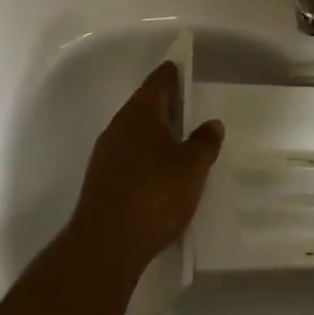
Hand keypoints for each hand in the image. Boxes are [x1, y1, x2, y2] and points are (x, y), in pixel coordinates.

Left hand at [70, 61, 223, 281]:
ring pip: (135, 132)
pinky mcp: (101, 179)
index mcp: (140, 113)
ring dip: (156, 133)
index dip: (174, 73)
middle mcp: (119, 126)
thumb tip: (212, 123)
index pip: (159, 81)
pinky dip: (146, 155)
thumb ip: (204, 143)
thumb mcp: (191, 168)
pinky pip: (128, 155)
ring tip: (180, 142)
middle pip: (145, 105)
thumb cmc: (154, 195)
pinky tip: (160, 173)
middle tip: (191, 109)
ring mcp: (106, 153)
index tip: (186, 69)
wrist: (105, 245)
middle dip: (167, 105)